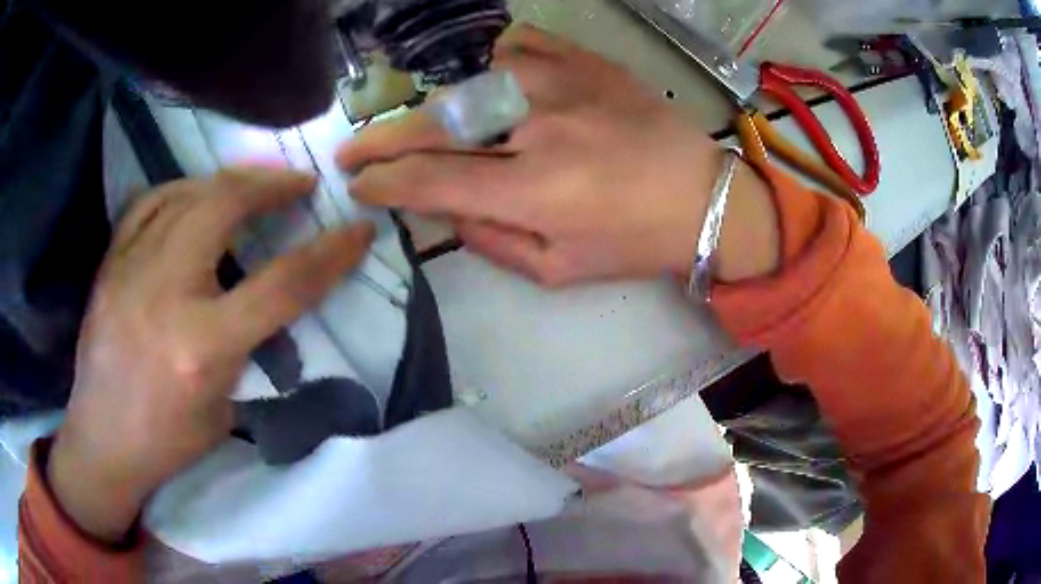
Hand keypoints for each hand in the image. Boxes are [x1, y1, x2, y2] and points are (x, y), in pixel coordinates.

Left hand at [47, 168, 373, 542]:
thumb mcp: (224, 407)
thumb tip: (263, 301)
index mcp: (203, 346)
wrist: (102, 439)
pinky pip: (149, 202)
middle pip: (224, 206)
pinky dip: (181, 190)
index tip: (358, 229)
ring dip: (229, 181)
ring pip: (186, 194)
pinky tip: (194, 196)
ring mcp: (131, 270)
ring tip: (252, 185)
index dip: (329, 253)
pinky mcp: (110, 263)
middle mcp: (166, 294)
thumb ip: (246, 346)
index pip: (282, 285)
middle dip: (271, 184)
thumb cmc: (168, 440)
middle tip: (298, 184)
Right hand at [337, 25, 778, 286]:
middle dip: (383, 140)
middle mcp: (541, 128)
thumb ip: (490, 241)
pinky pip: (521, 45)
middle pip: (438, 126)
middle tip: (352, 149)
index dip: (386, 184)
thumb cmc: (634, 241)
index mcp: (535, 191)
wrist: (704, 196)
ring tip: (426, 125)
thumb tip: (444, 209)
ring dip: (437, 107)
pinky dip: (493, 60)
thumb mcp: (558, 269)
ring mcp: (565, 84)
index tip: (360, 186)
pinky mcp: (588, 63)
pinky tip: (488, 78)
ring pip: (471, 81)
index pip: (433, 180)